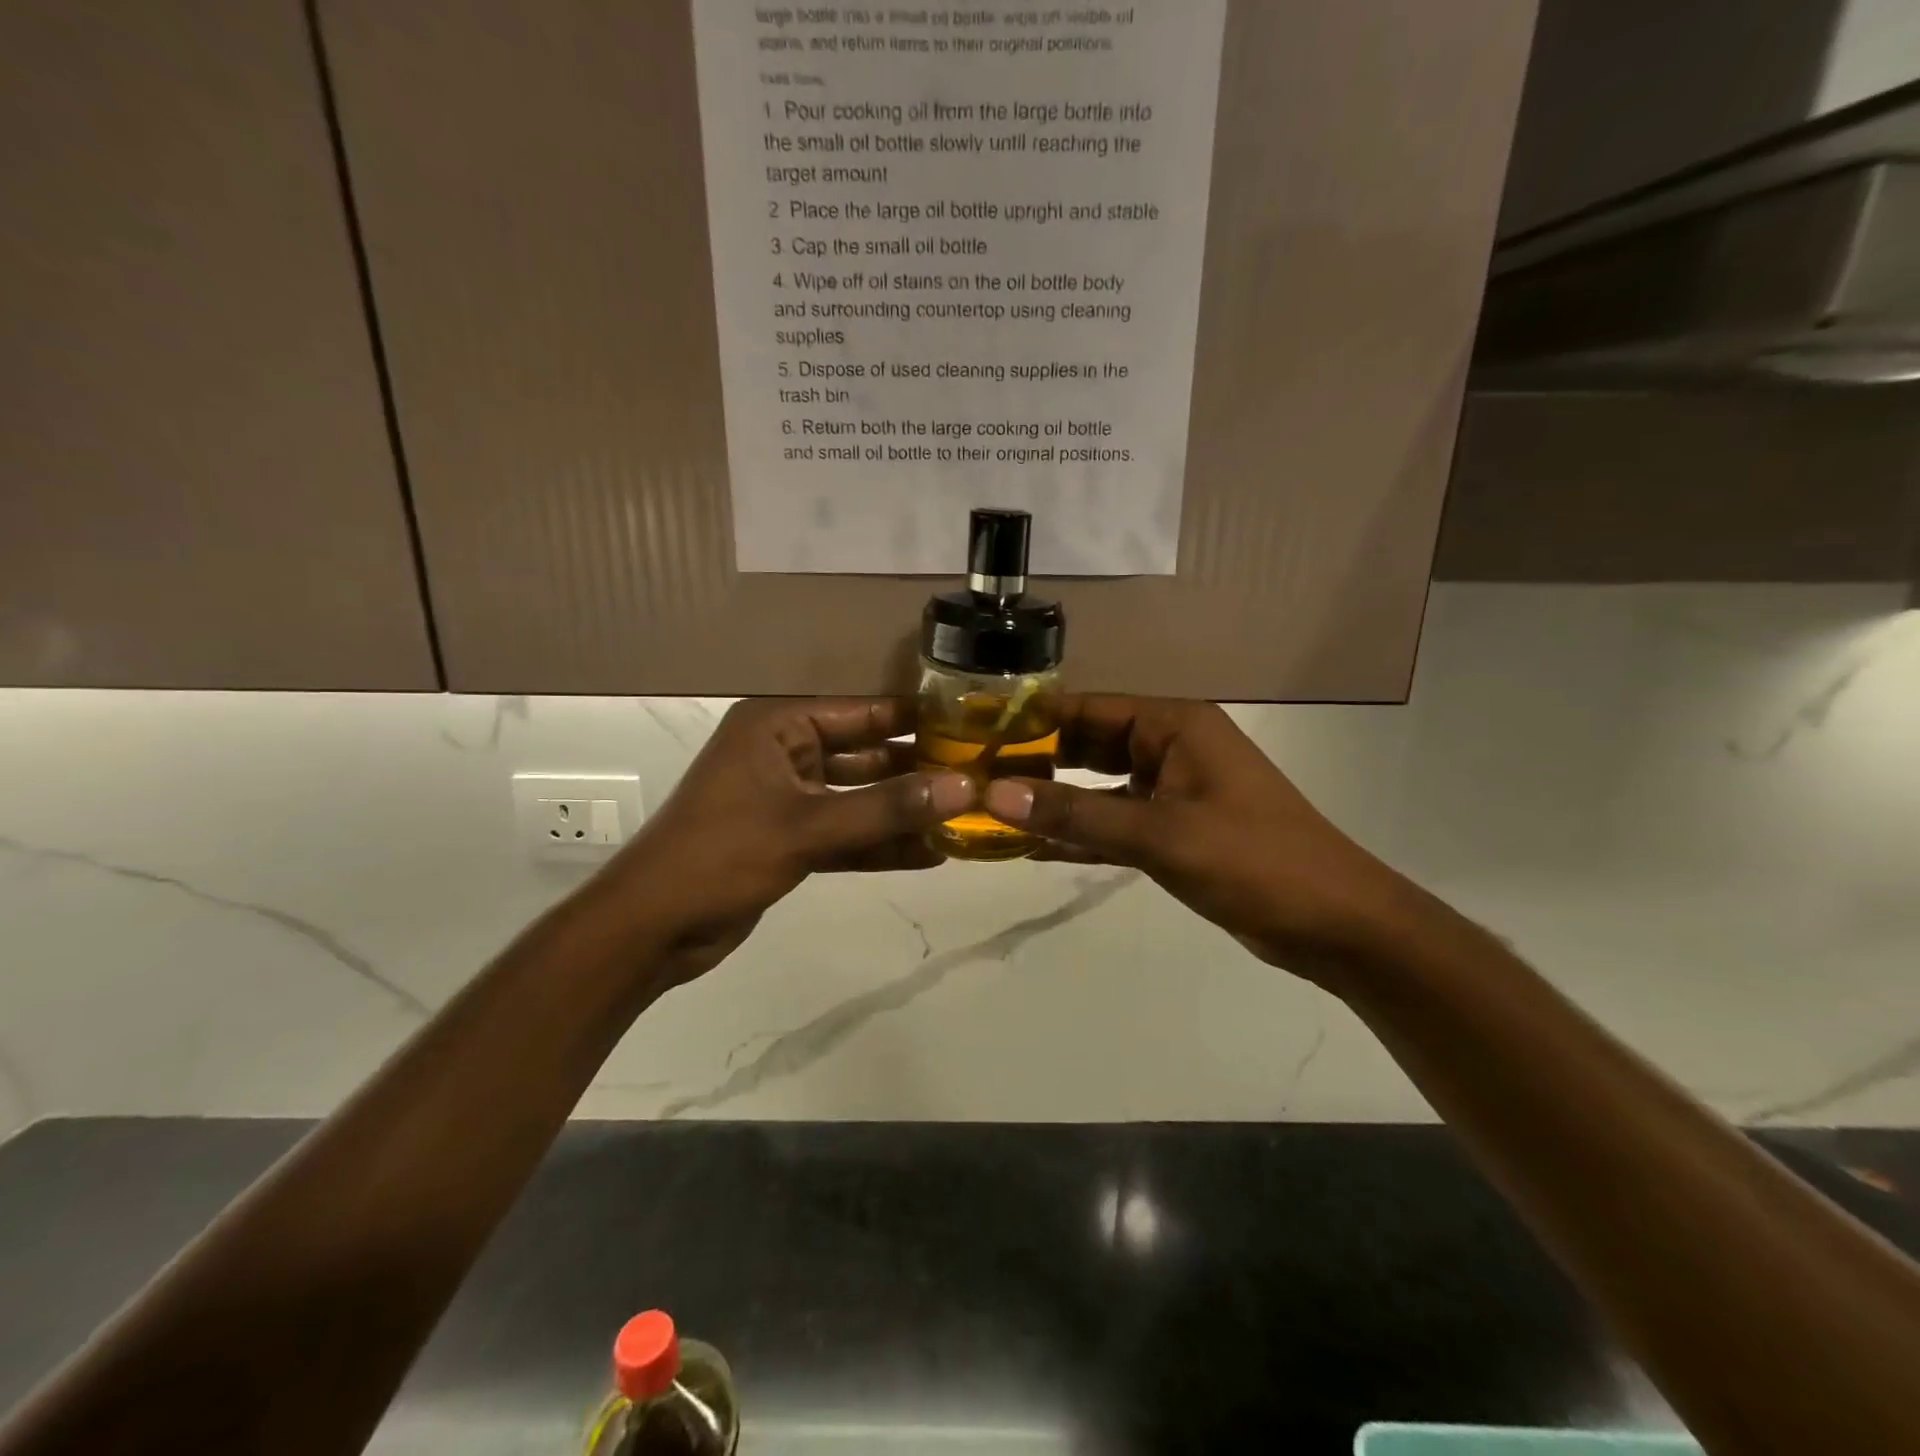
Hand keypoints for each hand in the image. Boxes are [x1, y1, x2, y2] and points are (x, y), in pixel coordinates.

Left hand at [606, 698, 975, 979]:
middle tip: (977, 777)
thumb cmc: (722, 854)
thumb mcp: (809, 826)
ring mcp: (787, 799)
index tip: (970, 728)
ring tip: (963, 818)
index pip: (861, 712)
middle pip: (864, 755)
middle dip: (915, 770)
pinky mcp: (789, 840)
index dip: (914, 720)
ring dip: (902, 811)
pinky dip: (879, 844)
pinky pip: (845, 834)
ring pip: (858, 798)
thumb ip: (887, 809)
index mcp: (778, 726)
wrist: (652, 927)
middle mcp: (784, 754)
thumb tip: (963, 788)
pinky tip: (930, 854)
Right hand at [983, 697, 1409, 986]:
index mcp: (1173, 725)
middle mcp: (1169, 747)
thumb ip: (1076, 816)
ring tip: (988, 811)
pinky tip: (1031, 845)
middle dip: (1033, 762)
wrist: (1335, 924)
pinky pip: (1112, 821)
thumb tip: (995, 795)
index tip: (972, 736)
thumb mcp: (1160, 836)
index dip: (1030, 721)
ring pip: (1095, 785)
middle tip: (970, 779)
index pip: (1087, 710)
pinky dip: (1078, 831)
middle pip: (1086, 745)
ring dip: (1052, 800)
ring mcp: (1171, 790)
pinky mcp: (1172, 830)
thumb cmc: (1255, 862)